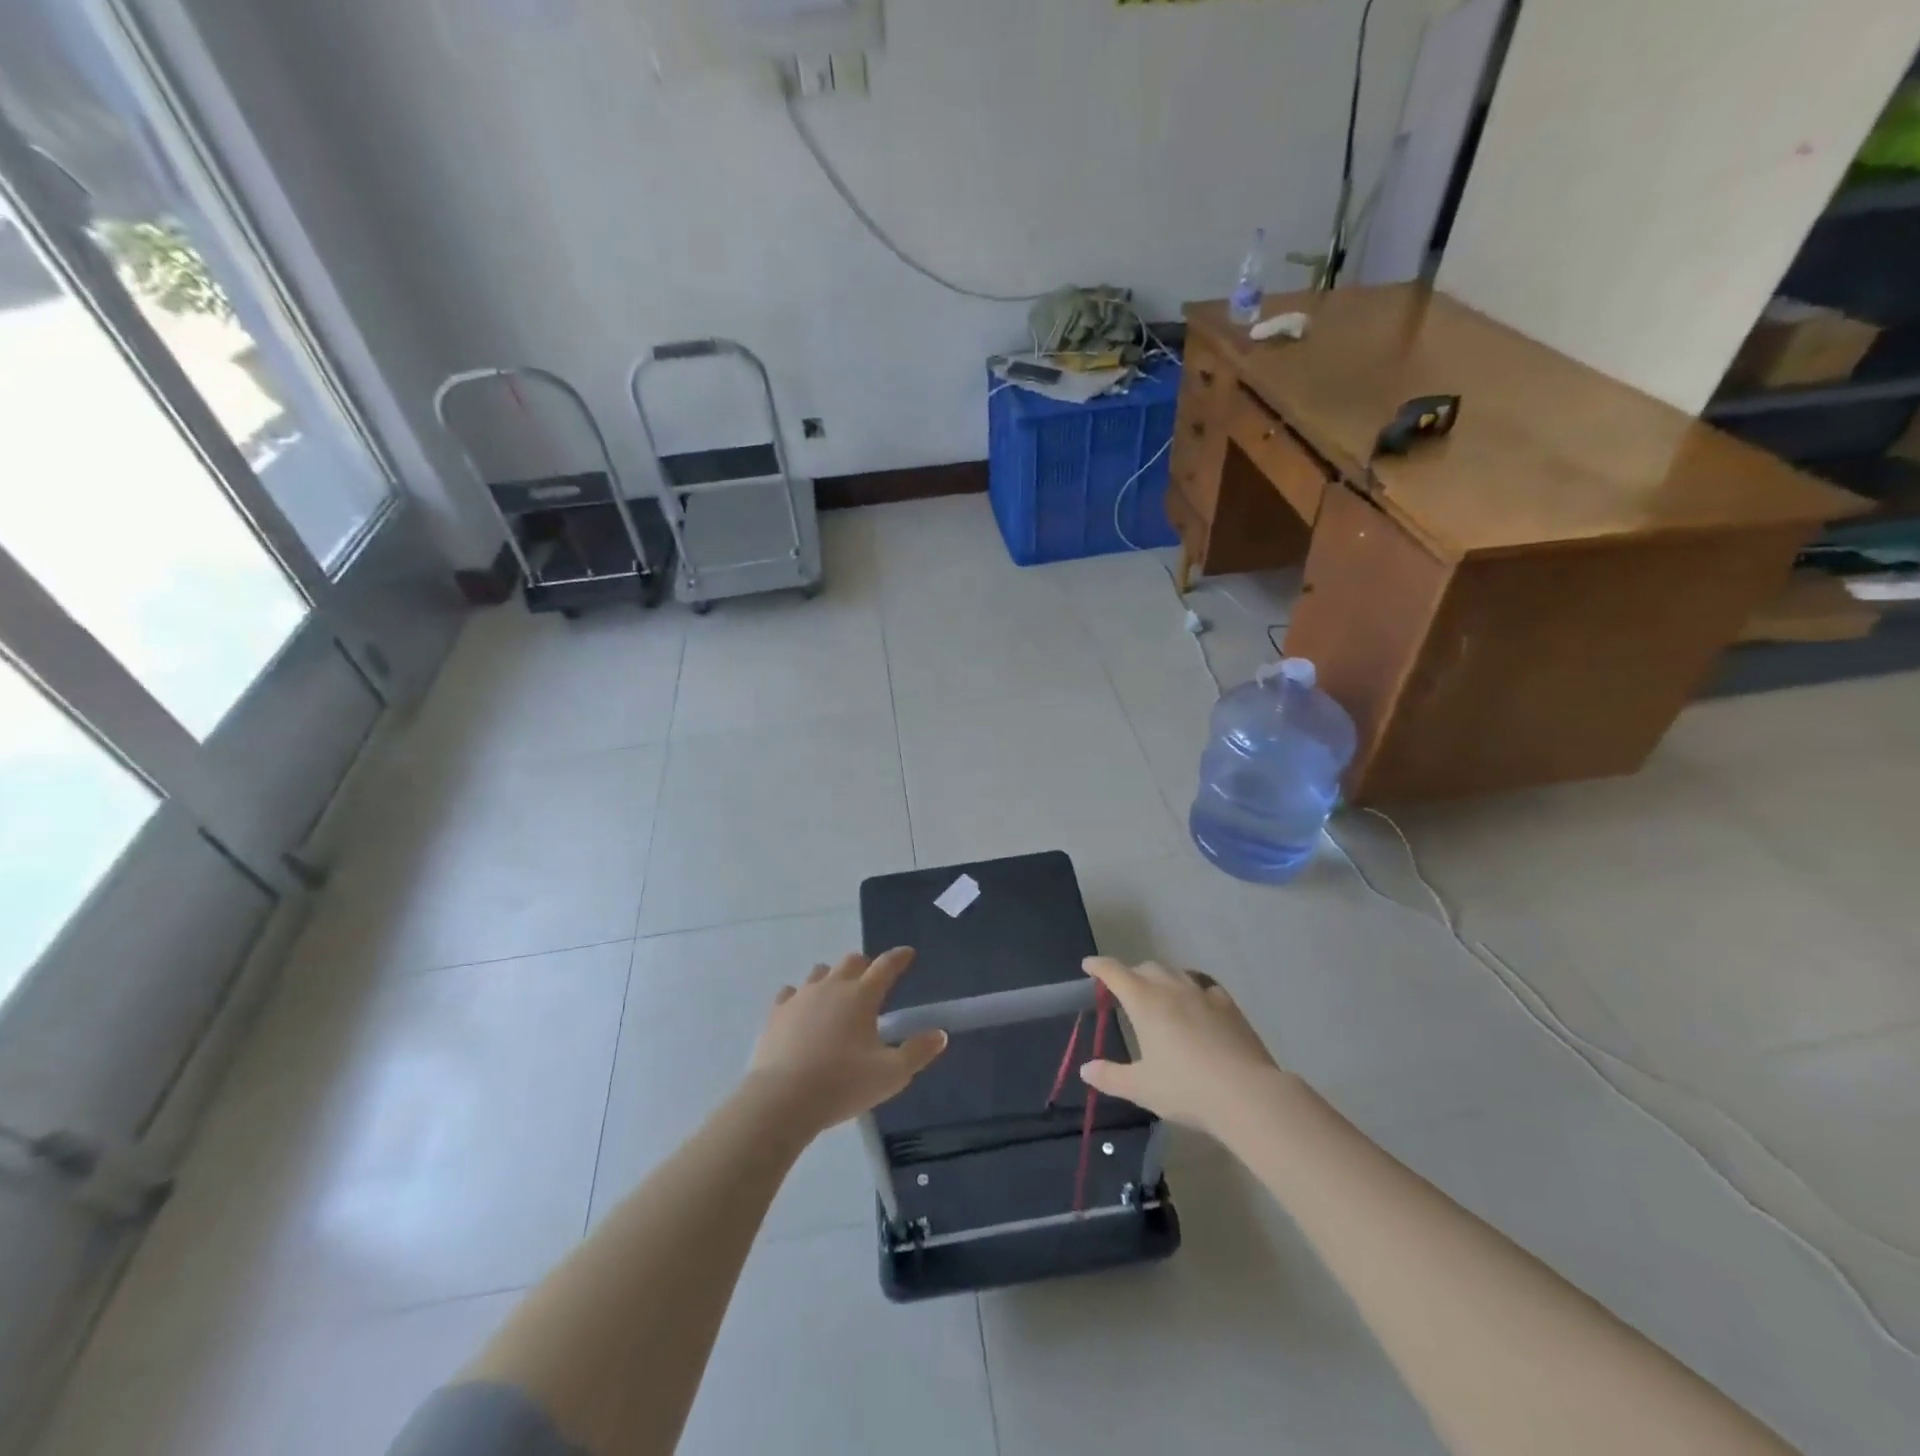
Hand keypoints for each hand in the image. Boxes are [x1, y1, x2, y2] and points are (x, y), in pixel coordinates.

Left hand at [747, 948, 947, 1136]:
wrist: (782, 1100)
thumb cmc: (842, 1084)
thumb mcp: (891, 1075)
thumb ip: (918, 1052)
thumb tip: (939, 1034)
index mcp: (862, 996)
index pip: (886, 966)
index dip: (899, 957)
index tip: (908, 953)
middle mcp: (832, 986)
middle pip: (851, 961)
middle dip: (865, 965)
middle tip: (872, 980)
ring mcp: (801, 996)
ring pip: (820, 972)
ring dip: (833, 977)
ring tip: (837, 995)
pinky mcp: (776, 1013)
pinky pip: (790, 993)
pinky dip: (800, 997)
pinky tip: (801, 1009)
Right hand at [1078, 957, 1287, 1139]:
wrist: (1247, 1094)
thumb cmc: (1186, 1089)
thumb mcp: (1142, 1087)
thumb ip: (1110, 1077)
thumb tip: (1086, 1070)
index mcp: (1144, 1002)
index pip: (1115, 972)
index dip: (1099, 966)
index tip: (1088, 965)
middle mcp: (1171, 988)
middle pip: (1145, 968)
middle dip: (1131, 975)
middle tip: (1124, 993)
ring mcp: (1202, 993)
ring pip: (1175, 973)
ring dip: (1161, 979)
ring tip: (1159, 997)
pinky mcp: (1228, 1004)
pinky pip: (1203, 985)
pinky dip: (1192, 989)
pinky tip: (1197, 1004)